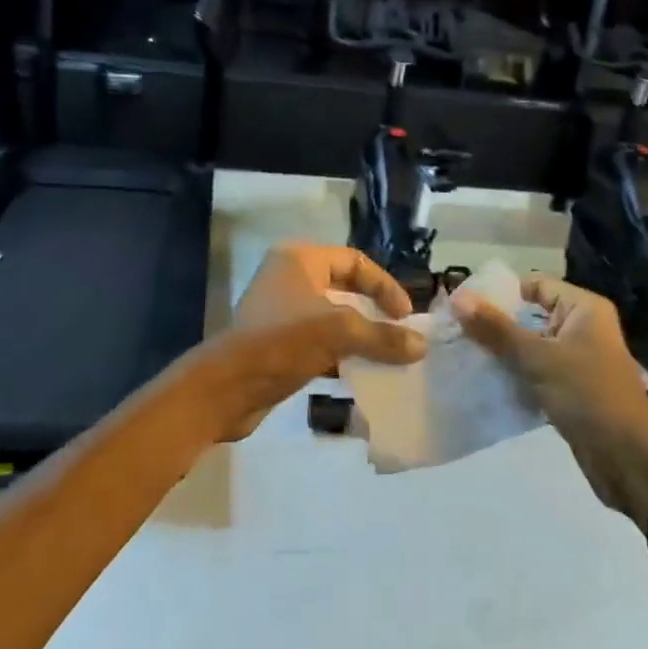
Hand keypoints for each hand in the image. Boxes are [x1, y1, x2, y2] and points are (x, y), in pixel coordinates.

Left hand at [209, 243, 426, 439]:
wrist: (225, 389)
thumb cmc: (282, 342)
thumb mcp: (339, 333)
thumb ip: (383, 337)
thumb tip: (422, 346)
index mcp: (300, 259)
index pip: (355, 261)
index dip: (384, 285)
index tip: (405, 315)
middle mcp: (289, 277)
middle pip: (344, 288)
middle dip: (374, 312)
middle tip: (398, 334)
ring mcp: (280, 311)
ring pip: (332, 318)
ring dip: (359, 336)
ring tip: (385, 356)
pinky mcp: (276, 343)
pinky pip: (319, 342)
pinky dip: (340, 354)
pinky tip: (359, 374)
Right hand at [453, 273, 647, 523]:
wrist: (629, 459)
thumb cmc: (587, 395)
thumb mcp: (538, 358)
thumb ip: (496, 328)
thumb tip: (459, 297)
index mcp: (583, 308)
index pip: (535, 285)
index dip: (499, 292)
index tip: (461, 304)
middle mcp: (582, 328)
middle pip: (531, 315)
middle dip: (495, 324)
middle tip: (454, 331)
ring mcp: (578, 360)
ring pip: (531, 347)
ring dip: (501, 353)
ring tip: (461, 355)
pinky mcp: (572, 390)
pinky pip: (536, 373)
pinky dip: (514, 376)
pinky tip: (483, 382)